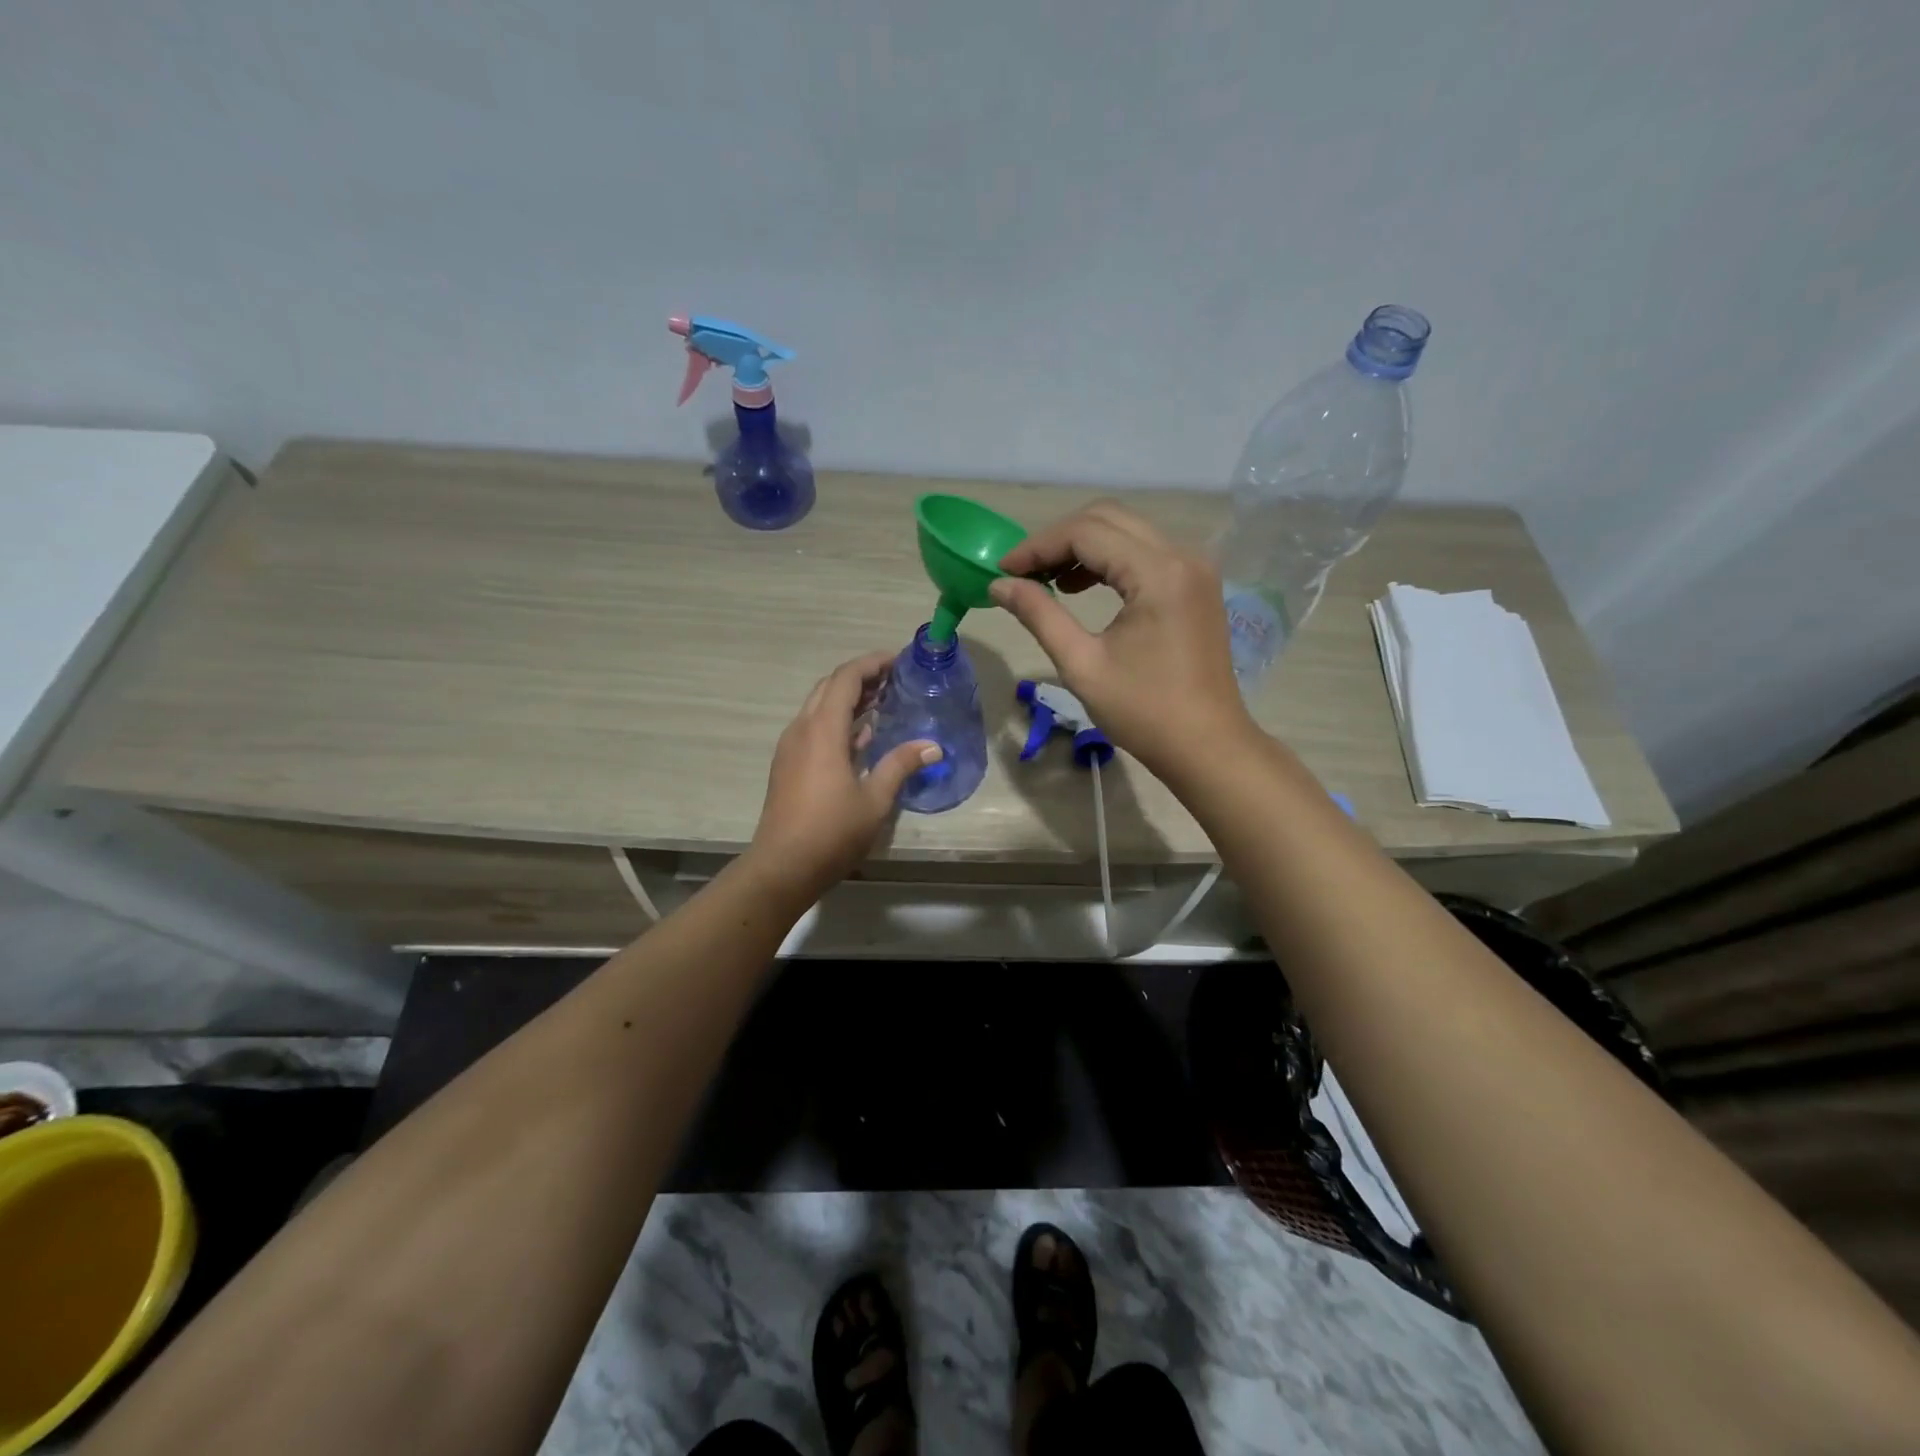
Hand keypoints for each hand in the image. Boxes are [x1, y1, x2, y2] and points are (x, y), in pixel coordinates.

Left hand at [745, 651, 940, 899]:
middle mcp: (802, 729)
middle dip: (861, 677)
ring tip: (883, 702)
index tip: (899, 660)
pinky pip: (813, 727)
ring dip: (848, 698)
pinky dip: (838, 720)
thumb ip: (901, 765)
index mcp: (823, 730)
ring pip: (819, 706)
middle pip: (830, 686)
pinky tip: (861, 736)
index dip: (872, 663)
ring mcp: (790, 747)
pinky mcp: (787, 764)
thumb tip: (933, 746)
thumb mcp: (875, 799)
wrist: (782, 867)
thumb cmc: (831, 832)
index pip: (846, 678)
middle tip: (895, 680)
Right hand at [993, 501, 1255, 779]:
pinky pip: (1144, 551)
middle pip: (1108, 518)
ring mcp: (1194, 567)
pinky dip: (1108, 559)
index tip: (1002, 571)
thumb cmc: (1144, 712)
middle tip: (1022, 574)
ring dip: (1083, 546)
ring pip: (1126, 530)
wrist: (1207, 746)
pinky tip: (1081, 586)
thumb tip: (999, 585)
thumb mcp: (1082, 665)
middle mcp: (1182, 555)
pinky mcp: (1196, 583)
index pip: (1086, 532)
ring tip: (1046, 581)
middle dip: (1058, 540)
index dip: (1037, 546)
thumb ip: (1039, 615)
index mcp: (1158, 572)